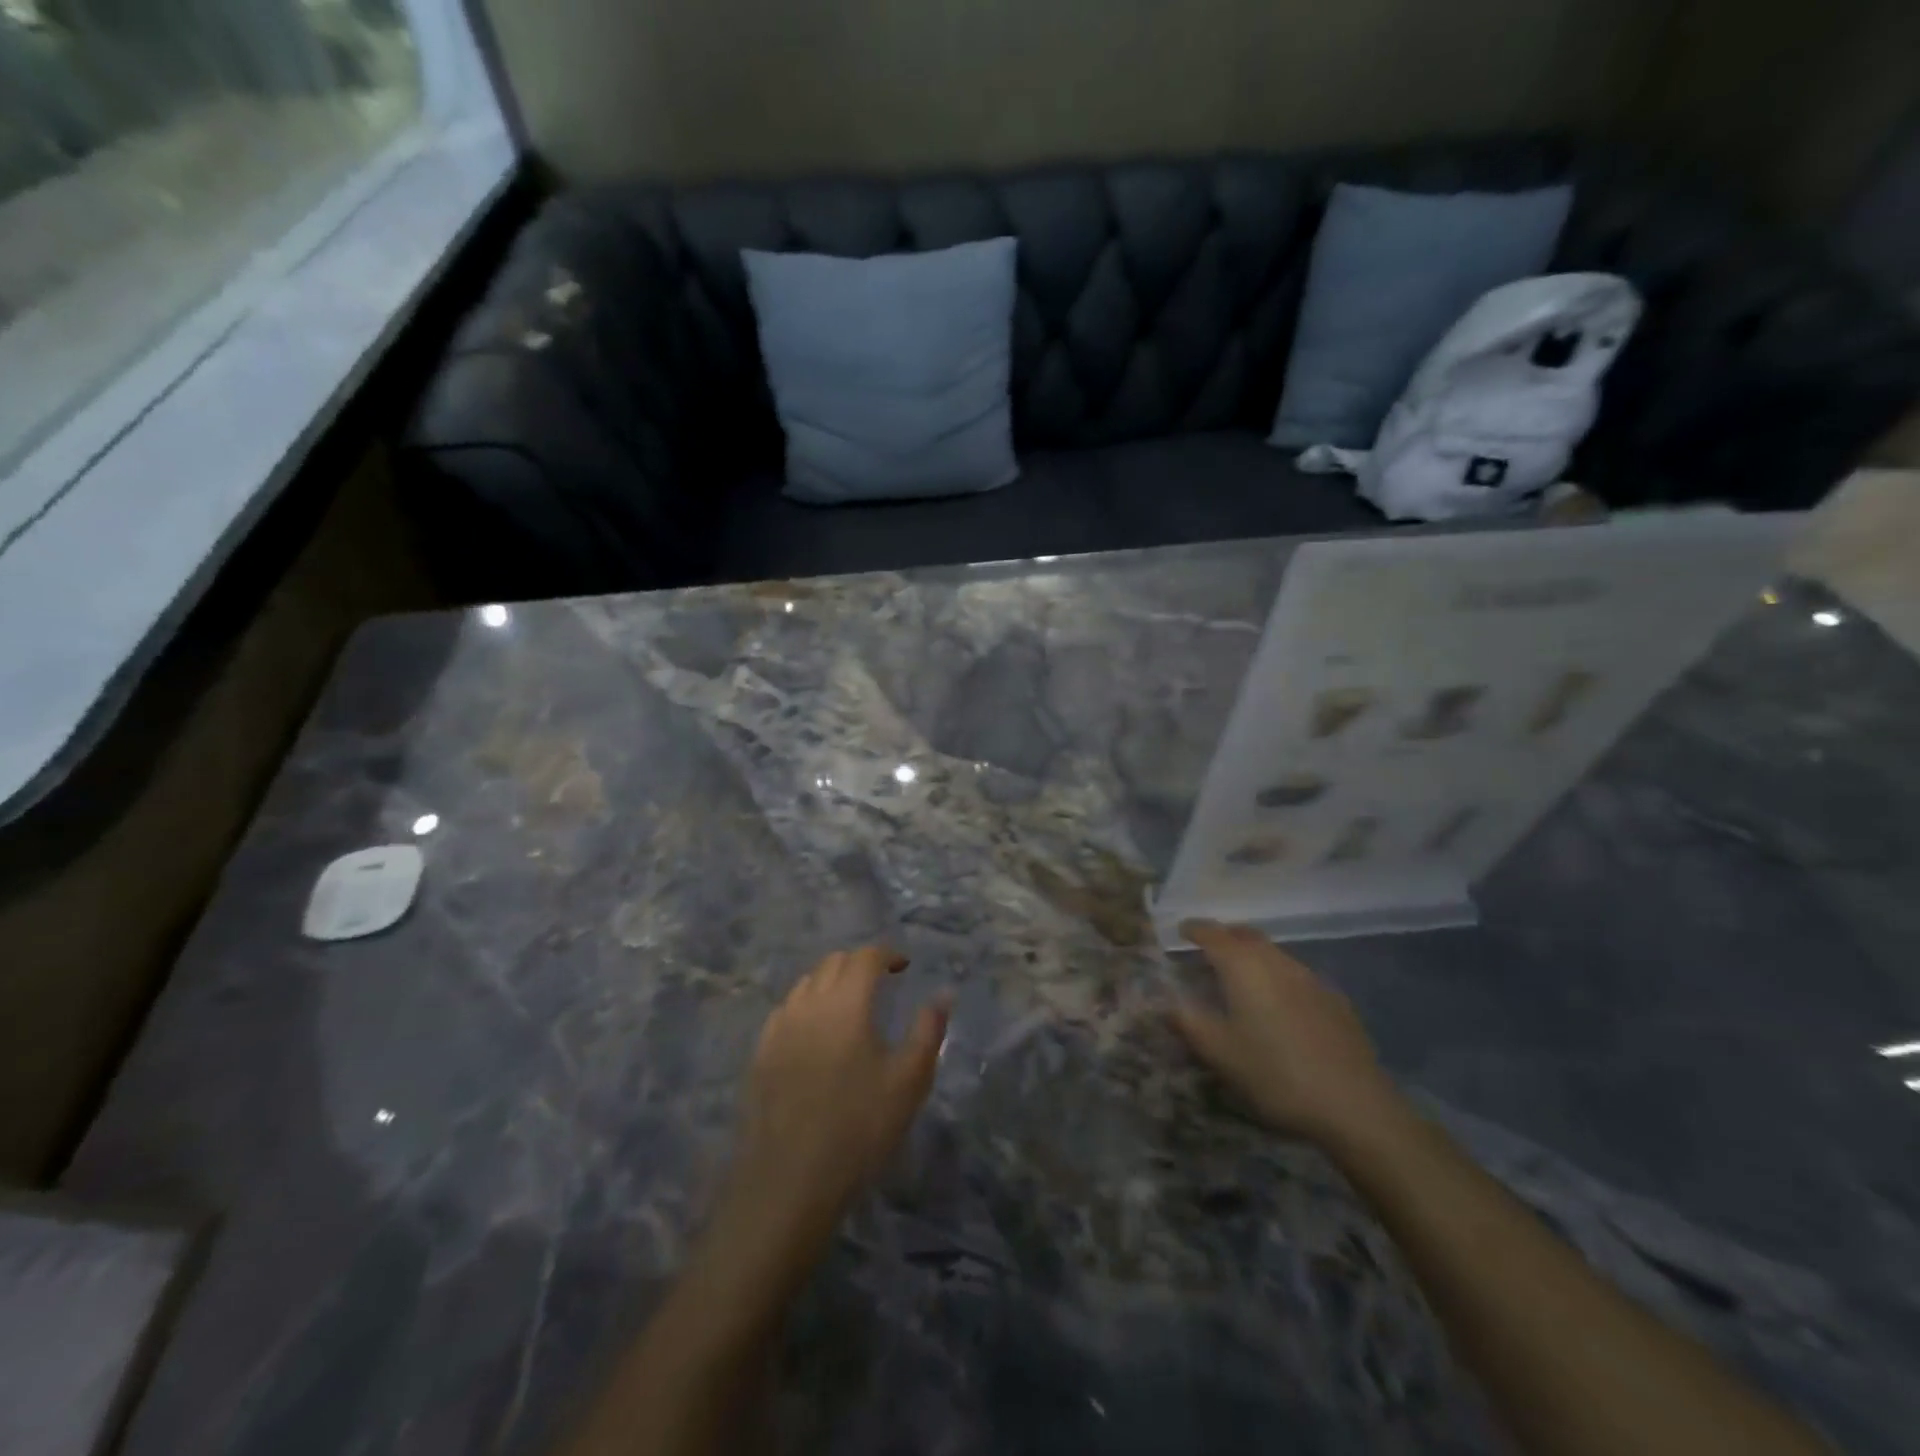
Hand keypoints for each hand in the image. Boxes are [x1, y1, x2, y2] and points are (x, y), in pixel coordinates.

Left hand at [725, 946, 949, 1260]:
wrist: (789, 1181)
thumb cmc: (859, 1128)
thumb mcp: (909, 1081)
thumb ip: (928, 1030)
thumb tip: (942, 994)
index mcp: (847, 1003)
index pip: (865, 957)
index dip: (887, 954)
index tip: (904, 966)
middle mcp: (809, 1003)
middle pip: (833, 963)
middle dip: (859, 964)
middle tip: (880, 983)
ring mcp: (779, 1027)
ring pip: (806, 983)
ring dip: (831, 982)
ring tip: (849, 1006)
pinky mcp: (760, 1053)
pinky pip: (786, 1011)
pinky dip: (806, 1006)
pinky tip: (814, 1033)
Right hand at [1170, 920, 1401, 1146]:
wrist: (1355, 1105)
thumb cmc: (1275, 1073)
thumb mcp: (1220, 1053)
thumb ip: (1189, 1023)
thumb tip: (1166, 1004)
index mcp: (1243, 967)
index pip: (1212, 934)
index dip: (1194, 929)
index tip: (1181, 931)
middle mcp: (1276, 962)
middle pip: (1246, 935)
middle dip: (1225, 936)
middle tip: (1208, 948)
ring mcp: (1310, 978)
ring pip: (1274, 953)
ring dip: (1253, 955)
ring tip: (1241, 976)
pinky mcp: (1335, 1000)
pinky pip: (1297, 975)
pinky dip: (1278, 976)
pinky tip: (1280, 1004)